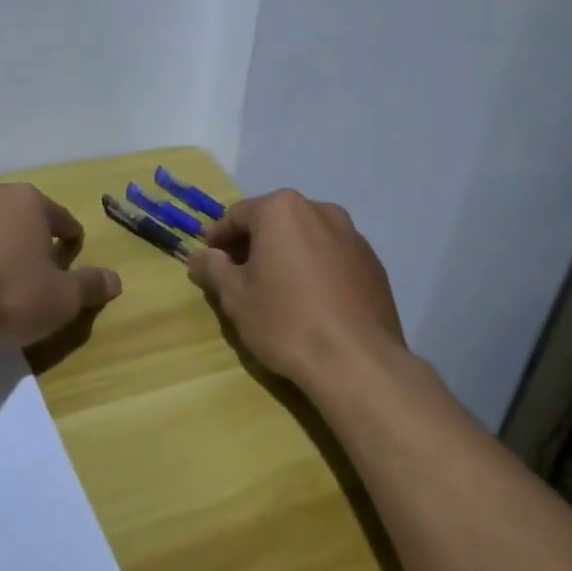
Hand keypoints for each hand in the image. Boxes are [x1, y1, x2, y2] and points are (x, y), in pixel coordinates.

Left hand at [0, 182, 121, 345]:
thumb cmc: (8, 295)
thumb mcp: (62, 299)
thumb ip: (91, 286)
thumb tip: (115, 279)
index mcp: (28, 201)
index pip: (62, 220)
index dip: (70, 245)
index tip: (67, 270)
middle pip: (19, 218)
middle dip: (27, 243)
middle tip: (29, 279)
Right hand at [187, 188, 405, 388]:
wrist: (357, 361)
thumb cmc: (286, 321)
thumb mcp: (235, 296)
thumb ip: (212, 268)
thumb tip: (198, 256)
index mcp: (283, 210)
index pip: (238, 215)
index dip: (218, 238)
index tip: (208, 261)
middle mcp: (321, 211)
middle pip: (275, 222)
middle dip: (254, 244)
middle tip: (237, 276)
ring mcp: (353, 236)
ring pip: (307, 238)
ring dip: (287, 255)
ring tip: (275, 289)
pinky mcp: (373, 264)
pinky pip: (333, 257)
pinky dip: (315, 269)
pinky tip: (311, 301)